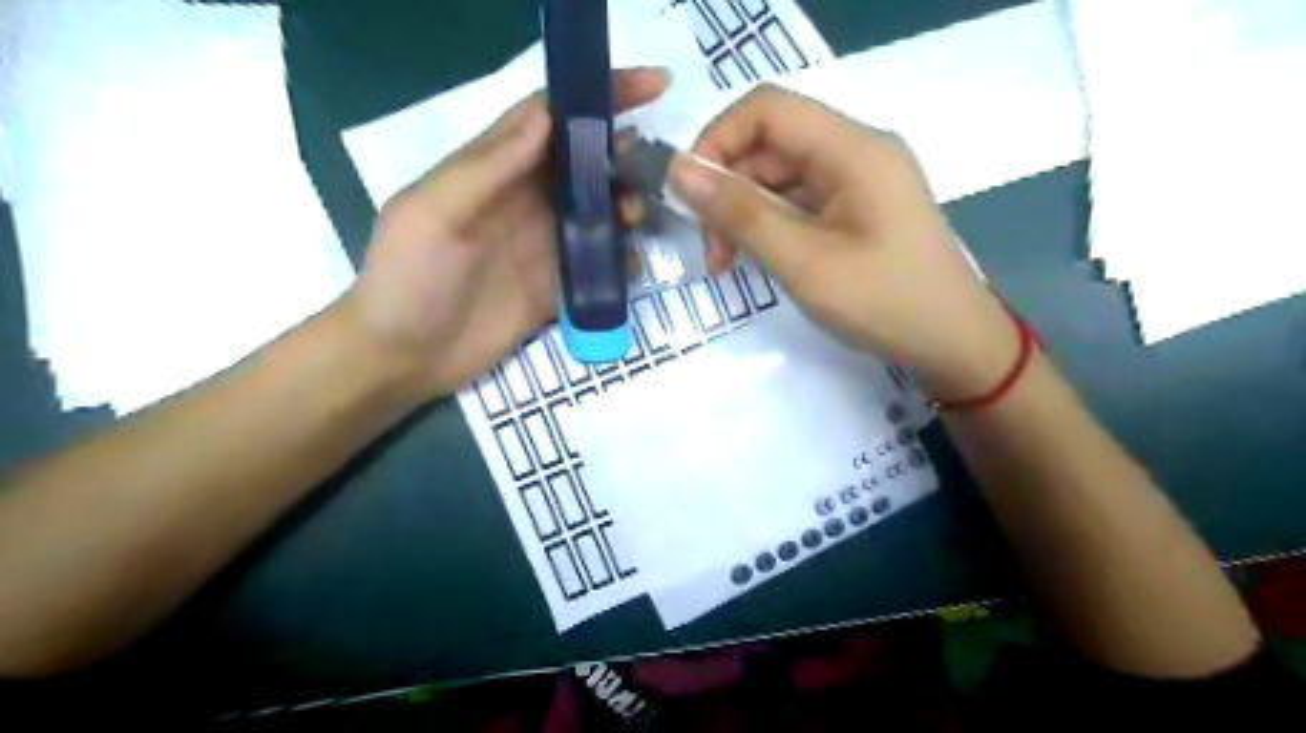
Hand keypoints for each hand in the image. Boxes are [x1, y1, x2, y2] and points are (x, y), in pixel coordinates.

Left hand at [341, 65, 667, 398]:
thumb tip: (548, 116)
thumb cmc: (408, 278)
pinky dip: (622, 261)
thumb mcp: (433, 213)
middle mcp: (525, 201)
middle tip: (649, 167)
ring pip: (600, 212)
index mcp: (493, 171)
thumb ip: (488, 167)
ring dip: (626, 207)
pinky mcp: (557, 287)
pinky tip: (630, 266)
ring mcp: (544, 245)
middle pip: (585, 164)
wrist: (405, 358)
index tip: (652, 85)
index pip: (551, 118)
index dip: (597, 95)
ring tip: (636, 217)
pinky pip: (600, 265)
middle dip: (622, 155)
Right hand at [673, 86, 1019, 399]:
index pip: (765, 109)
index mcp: (852, 148)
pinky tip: (760, 257)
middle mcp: (856, 150)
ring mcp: (859, 180)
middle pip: (770, 143)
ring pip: (780, 174)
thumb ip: (740, 213)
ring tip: (728, 262)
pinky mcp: (858, 207)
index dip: (717, 141)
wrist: (954, 343)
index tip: (691, 197)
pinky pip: (800, 199)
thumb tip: (680, 171)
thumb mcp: (803, 261)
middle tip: (712, 252)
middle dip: (729, 191)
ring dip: (746, 212)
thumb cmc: (884, 303)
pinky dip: (771, 223)